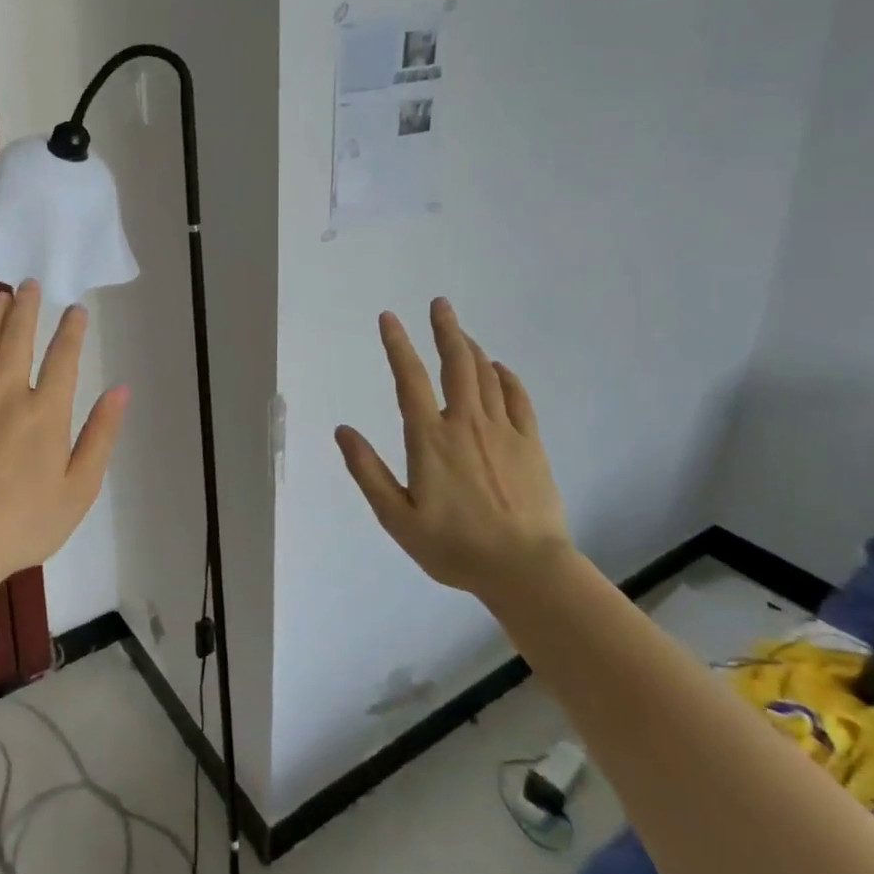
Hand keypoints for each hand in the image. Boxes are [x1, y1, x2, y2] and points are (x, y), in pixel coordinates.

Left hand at [0, 280, 128, 580]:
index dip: (72, 330)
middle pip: (18, 340)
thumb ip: (101, 434)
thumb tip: (120, 390)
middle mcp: (9, 396)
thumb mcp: (81, 486)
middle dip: (26, 308)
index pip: (63, 358)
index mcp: (47, 412)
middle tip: (29, 284)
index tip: (76, 309)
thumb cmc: (27, 521)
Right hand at [335, 298, 570, 605]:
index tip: (389, 317)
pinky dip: (507, 377)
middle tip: (440, 304)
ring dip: (472, 348)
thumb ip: (368, 471)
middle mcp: (466, 423)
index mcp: (431, 438)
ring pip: (487, 375)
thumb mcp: (397, 518)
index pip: (410, 379)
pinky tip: (500, 369)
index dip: (397, 345)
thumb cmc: (455, 547)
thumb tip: (343, 431)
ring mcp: (503, 431)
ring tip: (461, 333)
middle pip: (457, 363)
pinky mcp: (530, 444)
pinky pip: (518, 398)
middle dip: (445, 329)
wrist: (526, 569)